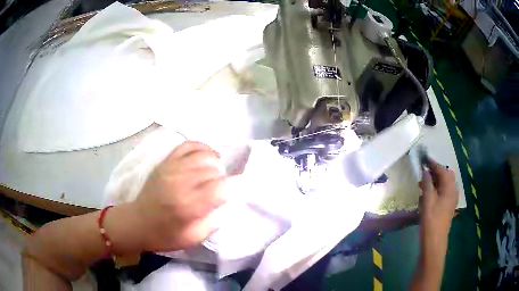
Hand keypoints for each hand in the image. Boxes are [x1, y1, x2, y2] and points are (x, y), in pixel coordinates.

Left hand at [134, 141, 227, 251]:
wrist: (137, 223)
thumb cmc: (165, 235)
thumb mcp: (193, 238)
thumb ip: (214, 222)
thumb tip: (226, 203)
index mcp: (188, 206)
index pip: (221, 188)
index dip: (232, 189)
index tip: (232, 194)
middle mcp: (180, 182)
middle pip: (214, 170)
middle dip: (223, 179)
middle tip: (221, 188)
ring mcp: (172, 168)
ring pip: (204, 155)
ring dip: (216, 164)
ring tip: (215, 173)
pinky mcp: (166, 161)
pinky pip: (189, 145)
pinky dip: (203, 148)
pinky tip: (206, 157)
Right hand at [420, 158, 458, 238]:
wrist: (435, 241)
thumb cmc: (431, 220)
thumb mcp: (428, 200)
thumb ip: (428, 183)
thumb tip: (425, 170)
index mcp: (450, 188)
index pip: (442, 170)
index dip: (433, 164)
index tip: (424, 159)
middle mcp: (453, 191)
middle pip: (447, 175)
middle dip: (436, 171)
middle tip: (425, 171)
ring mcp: (452, 199)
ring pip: (446, 183)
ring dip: (437, 180)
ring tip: (424, 183)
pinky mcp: (449, 206)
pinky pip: (445, 191)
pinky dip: (438, 188)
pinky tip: (430, 193)